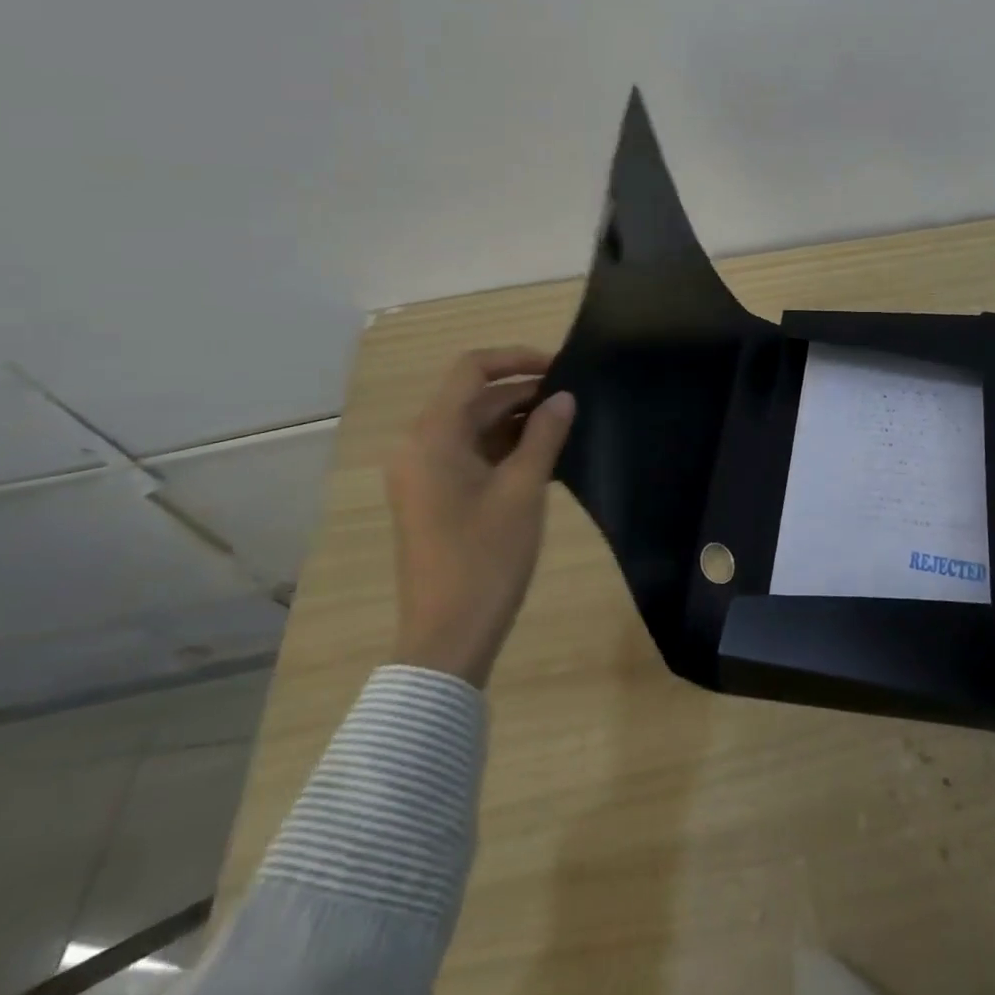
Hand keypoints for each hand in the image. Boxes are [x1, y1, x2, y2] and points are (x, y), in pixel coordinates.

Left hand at [384, 346, 575, 687]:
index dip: (517, 358)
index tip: (562, 366)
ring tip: (566, 424)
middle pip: (473, 398)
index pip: (472, 370)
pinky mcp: (434, 496)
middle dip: (523, 392)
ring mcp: (423, 473)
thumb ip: (545, 435)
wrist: (448, 636)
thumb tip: (564, 397)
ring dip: (516, 420)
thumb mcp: (524, 489)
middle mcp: (419, 445)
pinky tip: (544, 454)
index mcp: (432, 436)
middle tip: (574, 397)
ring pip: (473, 426)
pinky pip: (470, 453)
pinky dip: (504, 446)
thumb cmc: (486, 557)